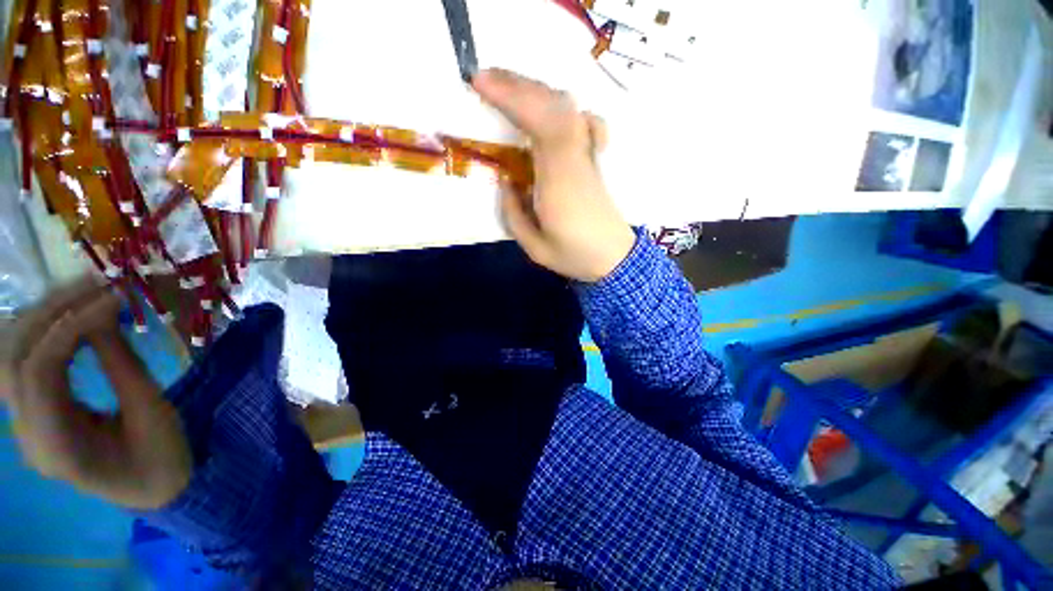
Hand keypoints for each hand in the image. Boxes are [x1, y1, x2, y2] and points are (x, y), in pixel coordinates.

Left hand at [0, 280, 191, 509]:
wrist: (151, 488)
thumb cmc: (160, 458)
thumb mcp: (152, 412)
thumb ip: (121, 363)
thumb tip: (104, 310)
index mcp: (56, 447)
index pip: (39, 372)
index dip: (69, 327)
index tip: (111, 296)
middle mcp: (26, 434)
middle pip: (13, 359)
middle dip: (50, 312)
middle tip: (94, 284)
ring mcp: (23, 423)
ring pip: (9, 356)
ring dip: (42, 317)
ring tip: (82, 293)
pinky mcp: (30, 412)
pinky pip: (23, 362)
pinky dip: (44, 332)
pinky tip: (70, 316)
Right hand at [474, 69, 635, 282]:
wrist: (615, 258)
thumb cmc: (575, 256)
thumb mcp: (535, 248)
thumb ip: (514, 215)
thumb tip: (506, 182)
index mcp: (559, 184)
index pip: (541, 126)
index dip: (513, 98)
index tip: (481, 84)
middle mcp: (575, 162)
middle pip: (554, 107)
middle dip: (518, 85)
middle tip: (484, 78)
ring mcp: (588, 158)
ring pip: (567, 110)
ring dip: (535, 91)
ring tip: (507, 87)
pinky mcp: (593, 160)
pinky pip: (580, 121)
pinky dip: (561, 106)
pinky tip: (549, 108)